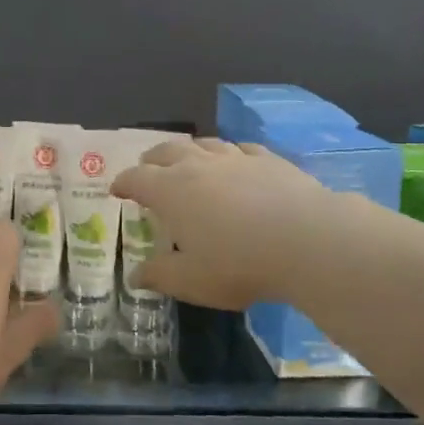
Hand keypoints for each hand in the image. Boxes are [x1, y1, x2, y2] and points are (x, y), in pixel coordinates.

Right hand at [112, 139, 341, 309]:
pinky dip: (230, 153)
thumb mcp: (192, 281)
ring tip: (188, 159)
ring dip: (190, 150)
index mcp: (171, 191)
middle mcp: (198, 165)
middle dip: (152, 159)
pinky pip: (241, 149)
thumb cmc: (239, 264)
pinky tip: (236, 160)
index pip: (137, 178)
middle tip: (147, 167)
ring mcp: (235, 158)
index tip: (117, 189)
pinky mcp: (268, 159)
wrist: (306, 240)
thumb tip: (134, 275)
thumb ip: (160, 275)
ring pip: (204, 144)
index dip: (123, 182)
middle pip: (167, 151)